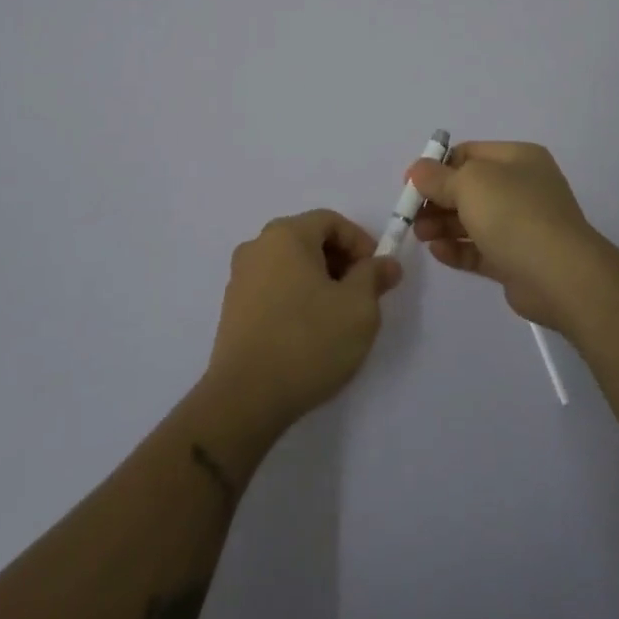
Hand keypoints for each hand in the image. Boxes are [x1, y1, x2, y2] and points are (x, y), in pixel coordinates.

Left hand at [204, 209, 401, 429]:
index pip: (331, 221)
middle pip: (309, 240)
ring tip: (338, 318)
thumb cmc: (308, 341)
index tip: (377, 275)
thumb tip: (385, 263)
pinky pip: (273, 289)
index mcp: (285, 235)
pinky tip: (309, 333)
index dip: (360, 242)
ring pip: (290, 266)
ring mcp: (240, 278)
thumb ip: (374, 277)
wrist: (246, 398)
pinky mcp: (232, 309)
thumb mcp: (359, 308)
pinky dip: (296, 298)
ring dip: (319, 282)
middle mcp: (257, 246)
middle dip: (341, 262)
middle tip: (363, 296)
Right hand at [408, 141, 617, 334]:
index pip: (469, 154)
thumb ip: (438, 177)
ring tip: (421, 236)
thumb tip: (418, 170)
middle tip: (411, 215)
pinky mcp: (517, 259)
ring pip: (473, 220)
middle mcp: (522, 187)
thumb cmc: (513, 214)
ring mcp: (522, 225)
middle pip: (468, 188)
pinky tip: (438, 252)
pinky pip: (480, 249)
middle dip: (437, 200)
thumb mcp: (469, 183)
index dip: (437, 166)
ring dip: (442, 225)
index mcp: (518, 159)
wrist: (560, 276)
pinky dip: (458, 248)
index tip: (410, 184)